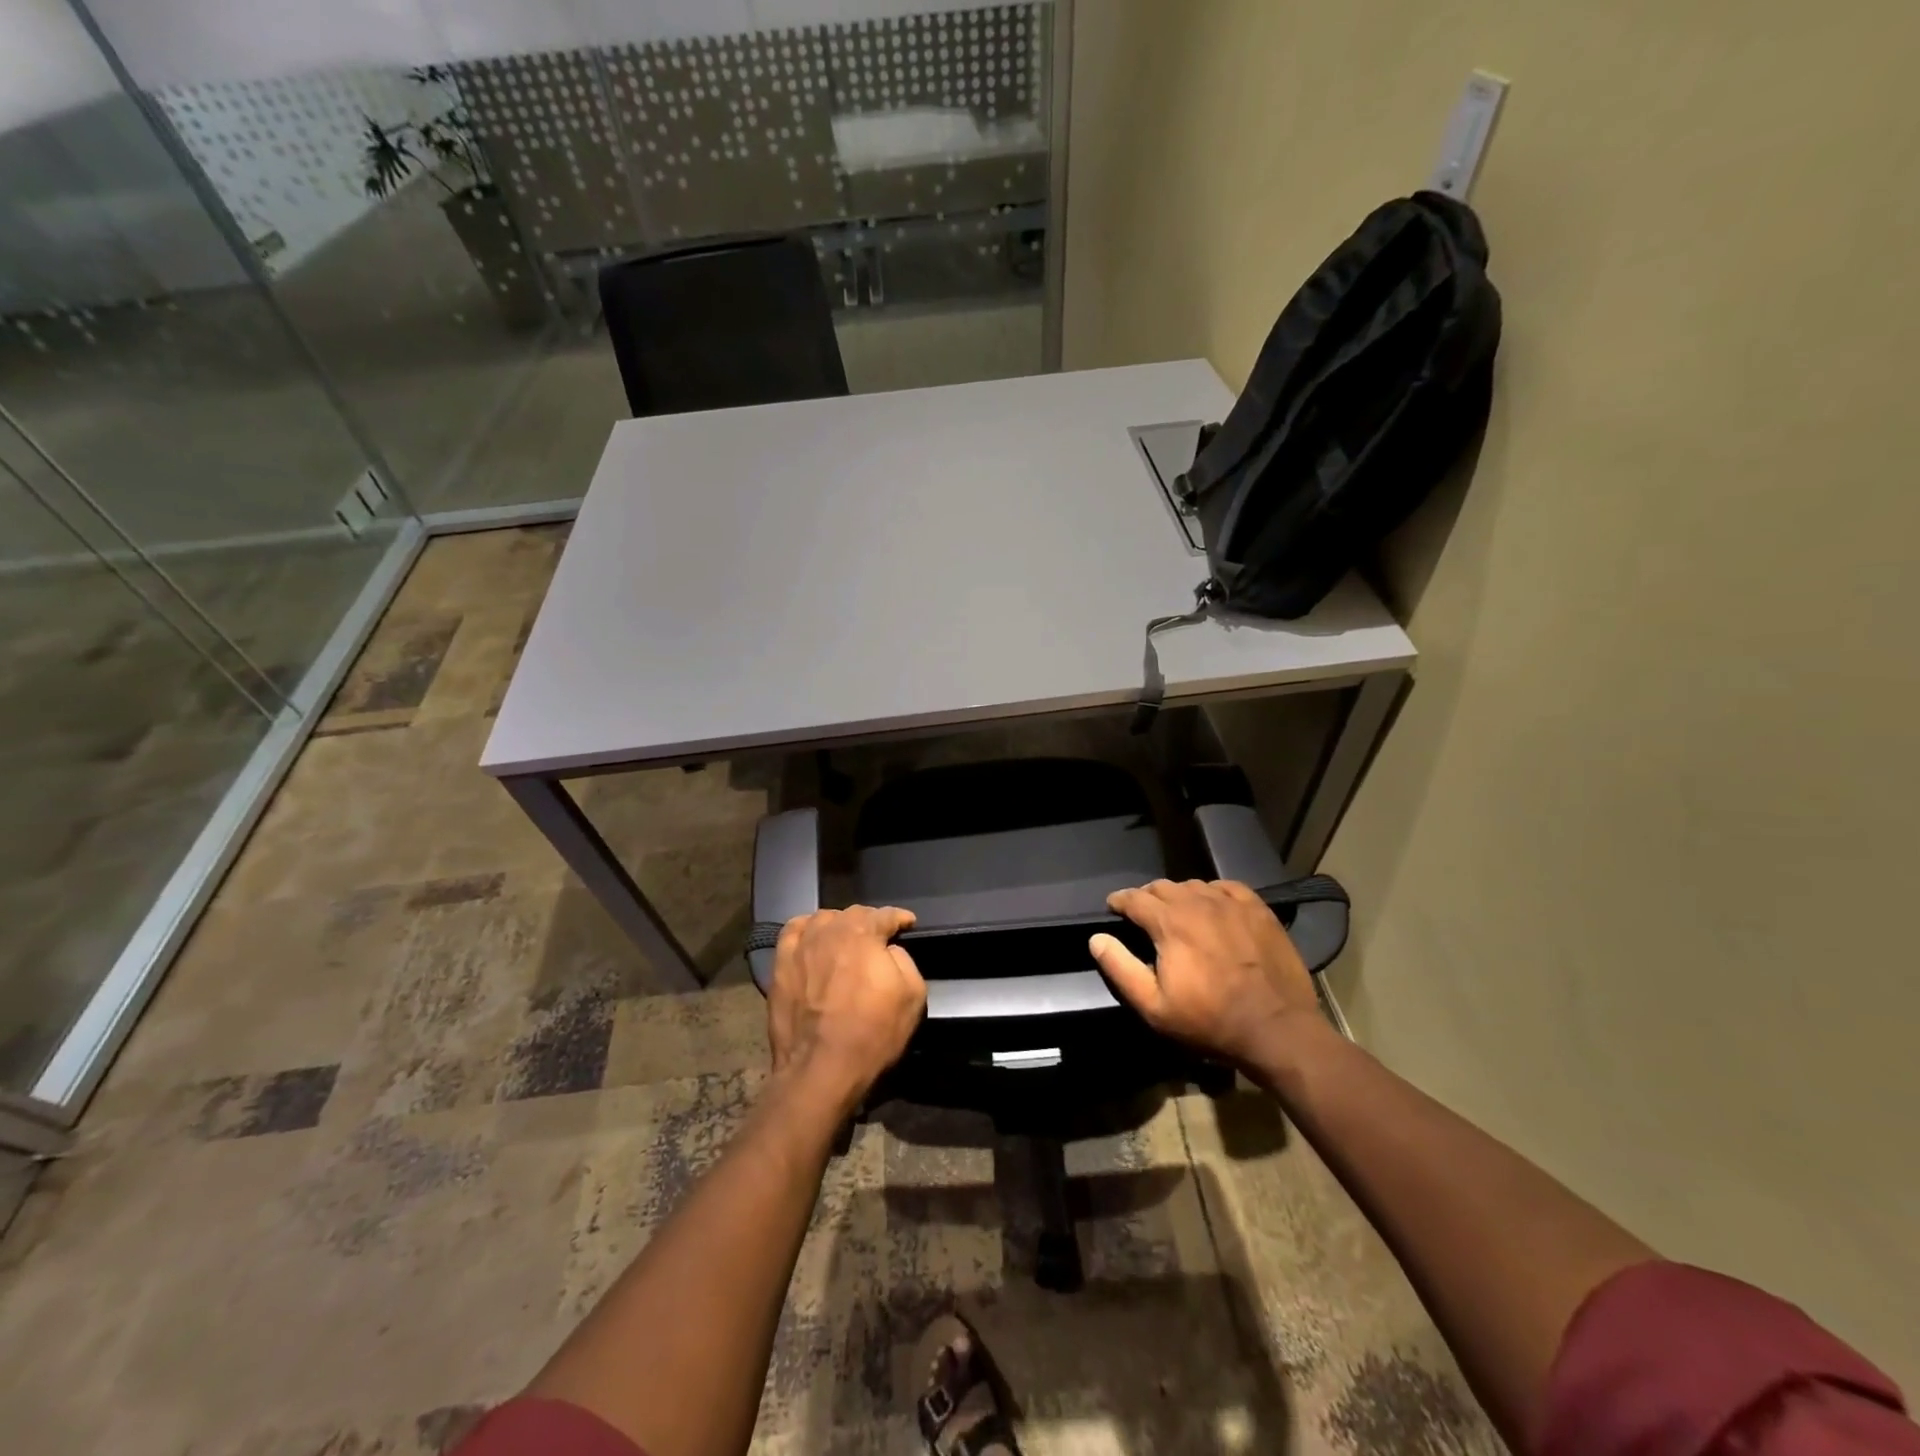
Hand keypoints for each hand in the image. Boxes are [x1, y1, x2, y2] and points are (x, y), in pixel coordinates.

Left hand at [768, 906, 926, 1114]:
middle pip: (853, 914)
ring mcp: (801, 946)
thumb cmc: (872, 1033)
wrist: (821, 1069)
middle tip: (879, 937)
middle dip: (870, 921)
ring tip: (845, 939)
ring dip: (838, 924)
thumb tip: (889, 950)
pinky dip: (806, 930)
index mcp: (863, 933)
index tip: (908, 923)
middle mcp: (830, 930)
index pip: (885, 915)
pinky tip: (811, 939)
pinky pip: (793, 933)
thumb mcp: (912, 996)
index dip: (900, 918)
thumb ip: (904, 960)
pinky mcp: (780, 965)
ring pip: (822, 920)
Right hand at [1090, 879, 1321, 1068]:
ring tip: (1177, 913)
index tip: (1113, 907)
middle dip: (1146, 898)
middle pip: (1162, 887)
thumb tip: (1097, 939)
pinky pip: (1226, 887)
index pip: (1134, 898)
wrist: (1277, 1028)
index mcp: (1169, 922)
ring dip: (1178, 895)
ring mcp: (1230, 903)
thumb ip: (1120, 968)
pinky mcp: (1258, 909)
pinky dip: (1211, 892)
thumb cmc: (1210, 1021)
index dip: (1119, 901)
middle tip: (1143, 915)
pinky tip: (1213, 906)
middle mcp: (1197, 902)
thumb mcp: (1154, 1006)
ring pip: (1193, 885)